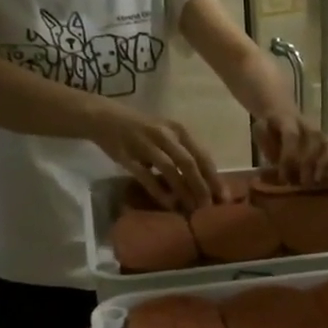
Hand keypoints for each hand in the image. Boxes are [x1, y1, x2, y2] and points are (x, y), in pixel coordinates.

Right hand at [87, 100, 221, 209]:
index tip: (224, 198)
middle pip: (189, 164)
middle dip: (202, 188)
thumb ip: (185, 153)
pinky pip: (146, 176)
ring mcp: (145, 144)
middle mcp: (164, 135)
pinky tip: (169, 205)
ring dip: (183, 191)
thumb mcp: (167, 135)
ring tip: (192, 209)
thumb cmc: (142, 129)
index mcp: (178, 130)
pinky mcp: (127, 155)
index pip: (202, 156)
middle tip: (209, 208)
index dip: (214, 178)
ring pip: (170, 170)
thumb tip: (206, 183)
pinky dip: (159, 192)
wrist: (103, 117)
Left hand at [256, 110, 327, 185]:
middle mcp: (306, 123)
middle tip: (302, 183)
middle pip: (313, 141)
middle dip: (307, 164)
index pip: (292, 136)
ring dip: (323, 164)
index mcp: (287, 119)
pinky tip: (325, 177)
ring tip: (316, 181)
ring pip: (327, 144)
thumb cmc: (270, 130)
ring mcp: (318, 130)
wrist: (281, 113)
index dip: (289, 157)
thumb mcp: (260, 133)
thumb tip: (277, 164)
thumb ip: (267, 145)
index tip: (284, 177)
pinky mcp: (326, 137)